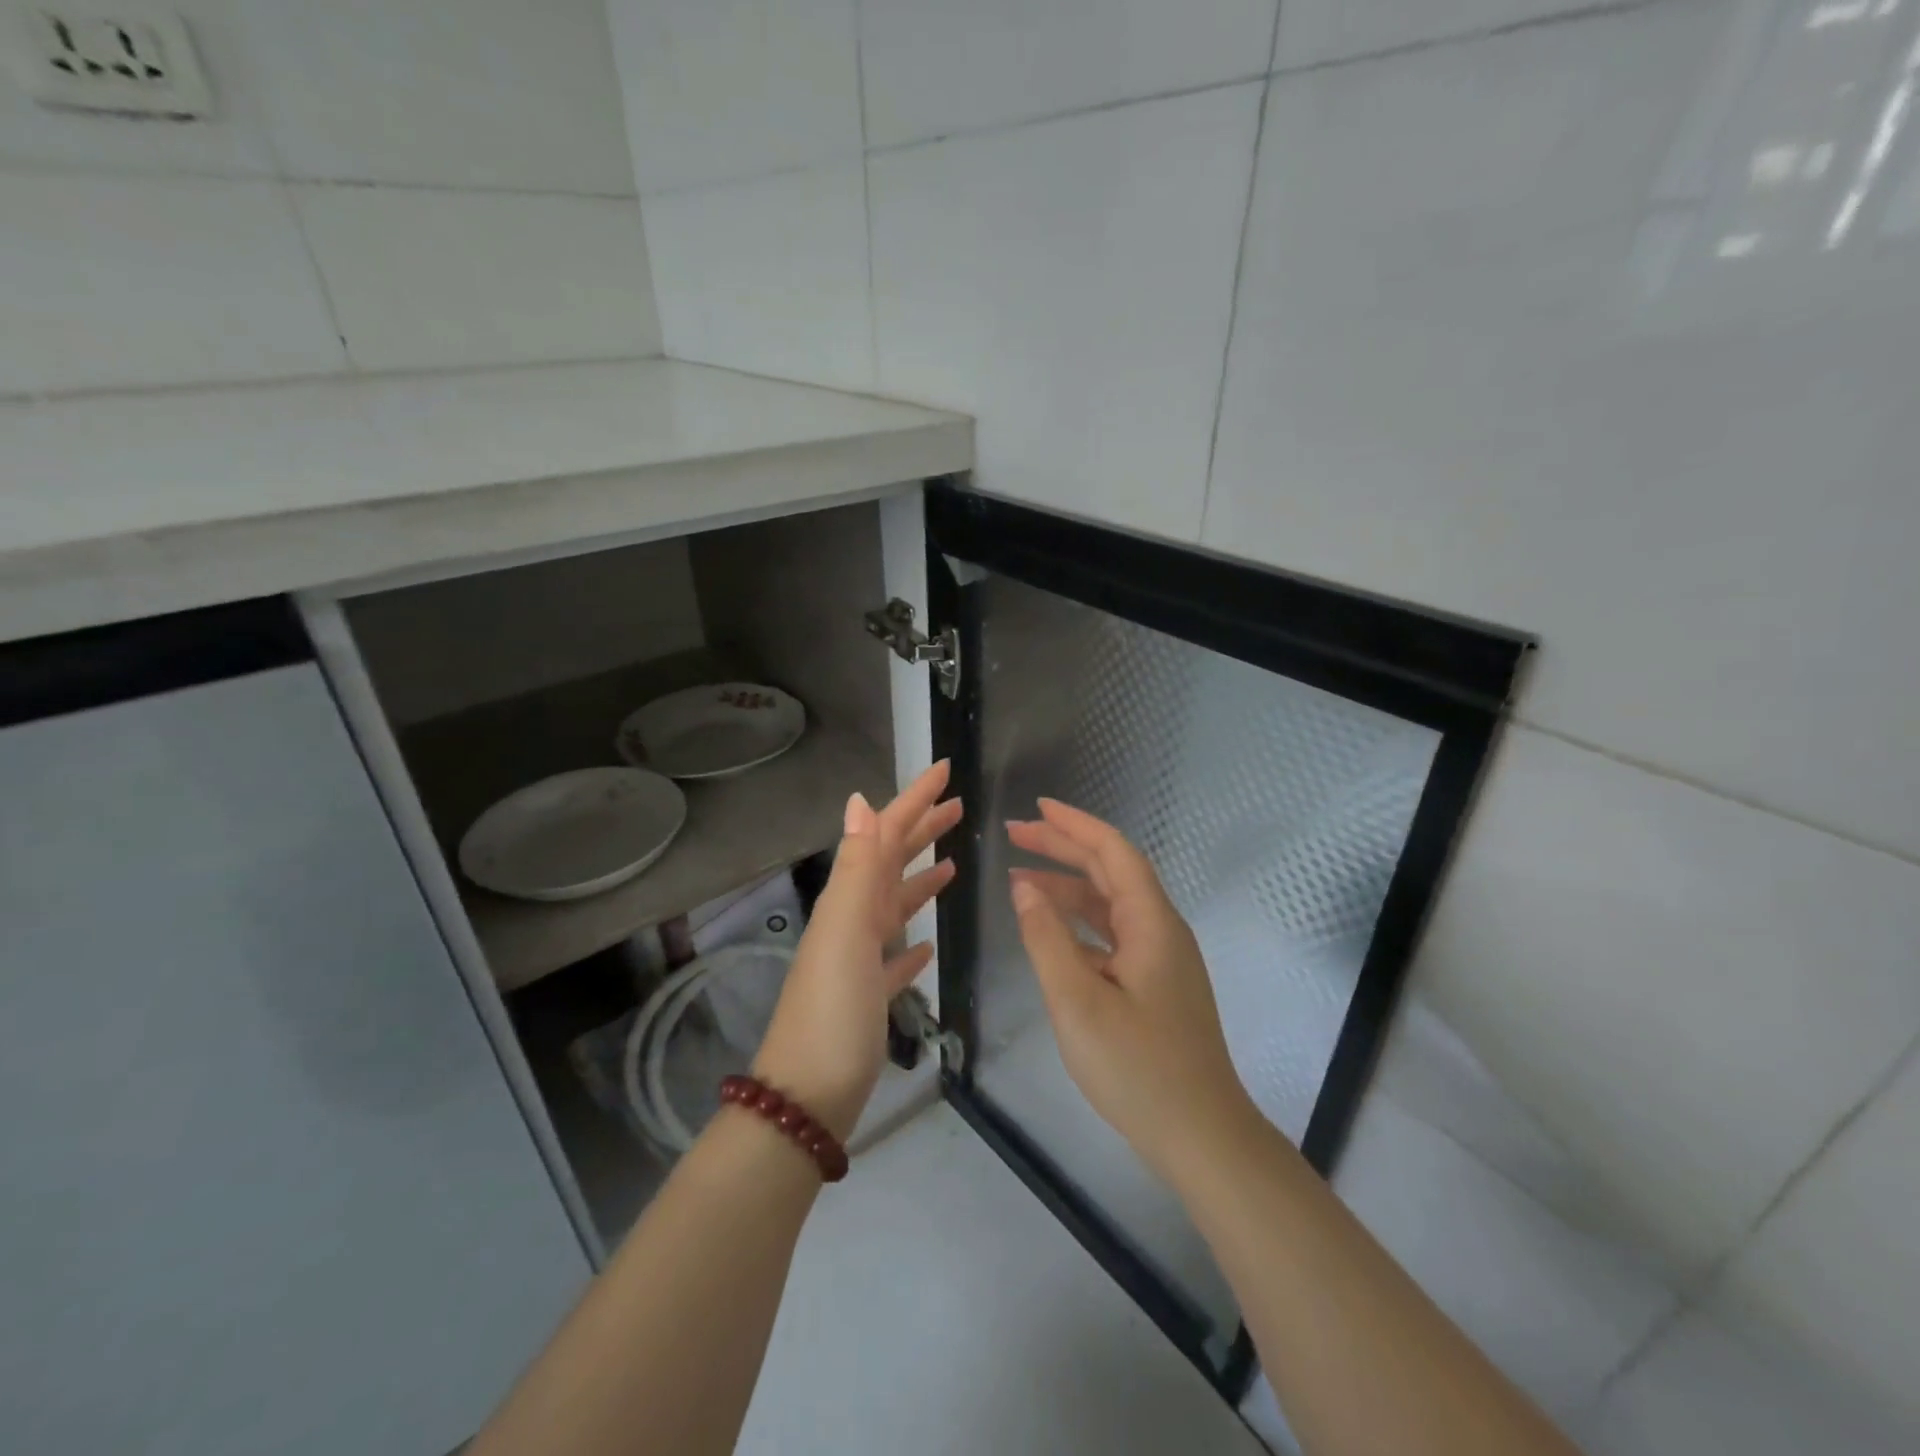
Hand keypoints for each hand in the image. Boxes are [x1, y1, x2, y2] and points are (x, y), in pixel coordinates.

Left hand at [752, 762, 960, 1141]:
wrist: (806, 1099)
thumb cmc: (834, 1012)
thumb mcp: (847, 931)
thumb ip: (858, 867)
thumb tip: (860, 799)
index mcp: (850, 900)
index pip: (886, 833)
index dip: (915, 798)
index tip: (946, 768)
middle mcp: (852, 921)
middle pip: (892, 862)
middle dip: (923, 830)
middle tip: (959, 807)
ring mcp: (858, 960)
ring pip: (895, 906)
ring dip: (921, 880)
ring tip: (952, 865)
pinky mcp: (868, 997)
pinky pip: (894, 957)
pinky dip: (911, 942)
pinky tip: (927, 944)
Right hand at [1007, 799, 1254, 1181]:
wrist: (1202, 1136)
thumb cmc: (1138, 1068)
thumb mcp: (1077, 1002)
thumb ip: (1047, 939)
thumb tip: (1024, 888)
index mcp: (1150, 922)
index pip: (1113, 851)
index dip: (1074, 825)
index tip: (1036, 808)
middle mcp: (1160, 930)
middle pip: (1110, 871)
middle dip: (1063, 848)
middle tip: (1015, 835)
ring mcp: (1160, 959)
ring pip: (1109, 905)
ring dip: (1067, 887)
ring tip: (1019, 881)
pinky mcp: (1155, 985)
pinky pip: (1111, 936)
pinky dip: (1078, 924)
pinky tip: (1050, 933)